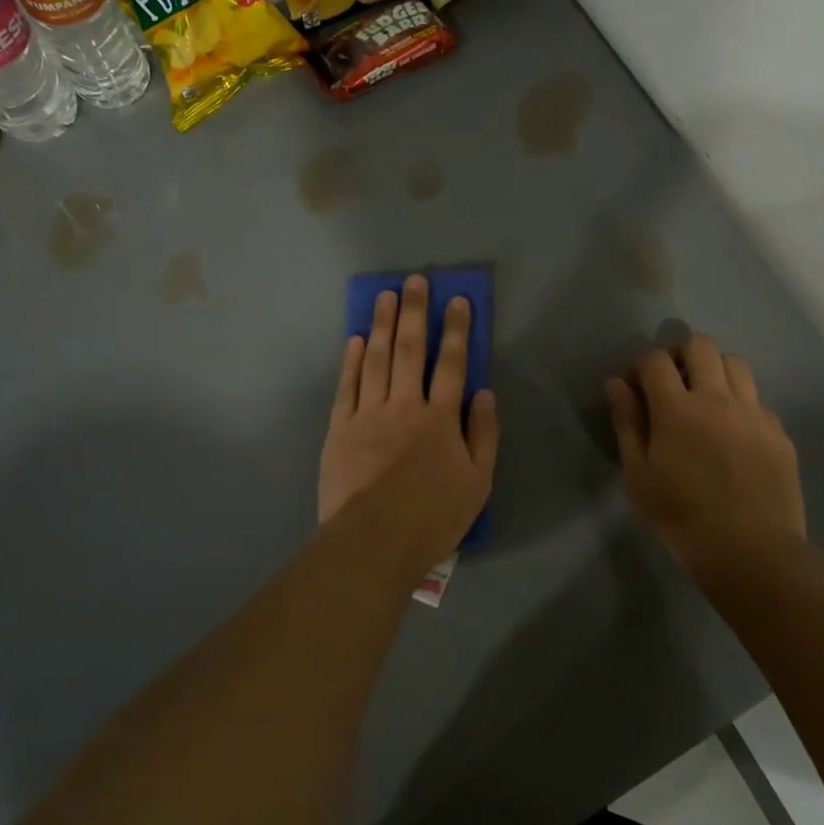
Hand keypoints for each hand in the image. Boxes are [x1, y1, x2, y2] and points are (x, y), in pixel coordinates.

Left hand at [319, 275, 499, 571]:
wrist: (372, 544)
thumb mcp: (478, 483)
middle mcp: (404, 406)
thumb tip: (483, 392)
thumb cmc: (432, 518)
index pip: (452, 363)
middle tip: (415, 281)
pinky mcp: (339, 429)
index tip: (457, 300)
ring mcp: (367, 414)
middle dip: (414, 312)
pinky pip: (346, 386)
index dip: (456, 330)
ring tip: (385, 296)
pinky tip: (355, 339)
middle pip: (410, 350)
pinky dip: (351, 360)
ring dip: (381, 325)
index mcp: (440, 419)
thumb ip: (484, 434)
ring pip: (375, 359)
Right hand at [606, 333, 805, 581]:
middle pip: (700, 346)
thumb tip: (616, 384)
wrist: (752, 552)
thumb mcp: (638, 476)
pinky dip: (739, 402)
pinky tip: (732, 432)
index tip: (635, 388)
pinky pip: (757, 399)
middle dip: (679, 353)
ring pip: (735, 363)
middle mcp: (718, 398)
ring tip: (704, 398)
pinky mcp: (778, 432)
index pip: (655, 360)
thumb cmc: (682, 518)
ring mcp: (754, 413)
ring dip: (713, 369)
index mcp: (677, 409)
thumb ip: (627, 424)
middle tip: (670, 381)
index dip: (640, 366)